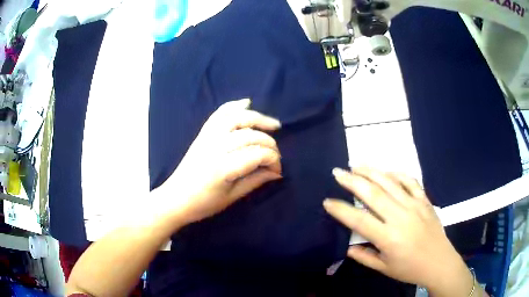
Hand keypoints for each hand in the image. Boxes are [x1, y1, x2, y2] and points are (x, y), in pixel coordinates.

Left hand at [155, 99, 282, 224]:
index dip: (273, 160)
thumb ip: (256, 181)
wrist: (175, 198)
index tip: (278, 171)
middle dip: (269, 144)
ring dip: (258, 118)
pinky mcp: (202, 134)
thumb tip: (277, 173)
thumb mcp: (232, 197)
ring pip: (237, 119)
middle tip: (276, 156)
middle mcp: (215, 147)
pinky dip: (233, 106)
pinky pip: (219, 114)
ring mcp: (207, 138)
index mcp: (223, 168)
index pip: (257, 155)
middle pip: (250, 136)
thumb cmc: (203, 204)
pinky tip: (247, 103)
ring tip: (273, 125)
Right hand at [323, 168, 472, 294]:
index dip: (341, 210)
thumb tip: (348, 247)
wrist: (439, 262)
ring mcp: (414, 205)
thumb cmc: (410, 269)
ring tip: (357, 164)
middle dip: (352, 181)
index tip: (327, 201)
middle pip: (373, 194)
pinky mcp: (425, 200)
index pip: (359, 220)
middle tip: (338, 172)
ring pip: (390, 183)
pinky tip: (387, 171)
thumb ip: (364, 257)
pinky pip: (410, 181)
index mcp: (389, 238)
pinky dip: (397, 174)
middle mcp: (400, 217)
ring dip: (371, 171)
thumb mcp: (384, 268)